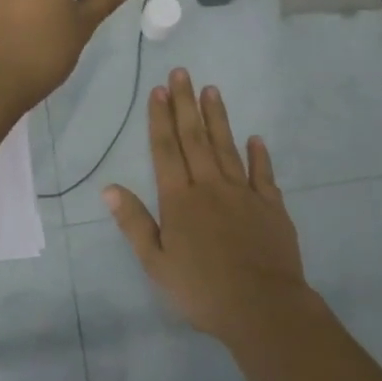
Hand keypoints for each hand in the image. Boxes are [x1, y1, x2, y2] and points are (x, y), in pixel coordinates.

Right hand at [103, 70, 311, 342]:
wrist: (263, 308)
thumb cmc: (202, 290)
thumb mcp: (157, 262)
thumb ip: (134, 222)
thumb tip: (109, 187)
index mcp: (180, 200)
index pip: (166, 150)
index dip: (160, 119)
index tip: (159, 90)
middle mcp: (210, 187)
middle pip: (195, 138)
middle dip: (186, 104)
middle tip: (182, 72)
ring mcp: (244, 193)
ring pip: (227, 147)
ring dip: (218, 118)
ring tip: (212, 90)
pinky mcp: (271, 207)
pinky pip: (263, 174)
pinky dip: (259, 154)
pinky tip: (255, 138)